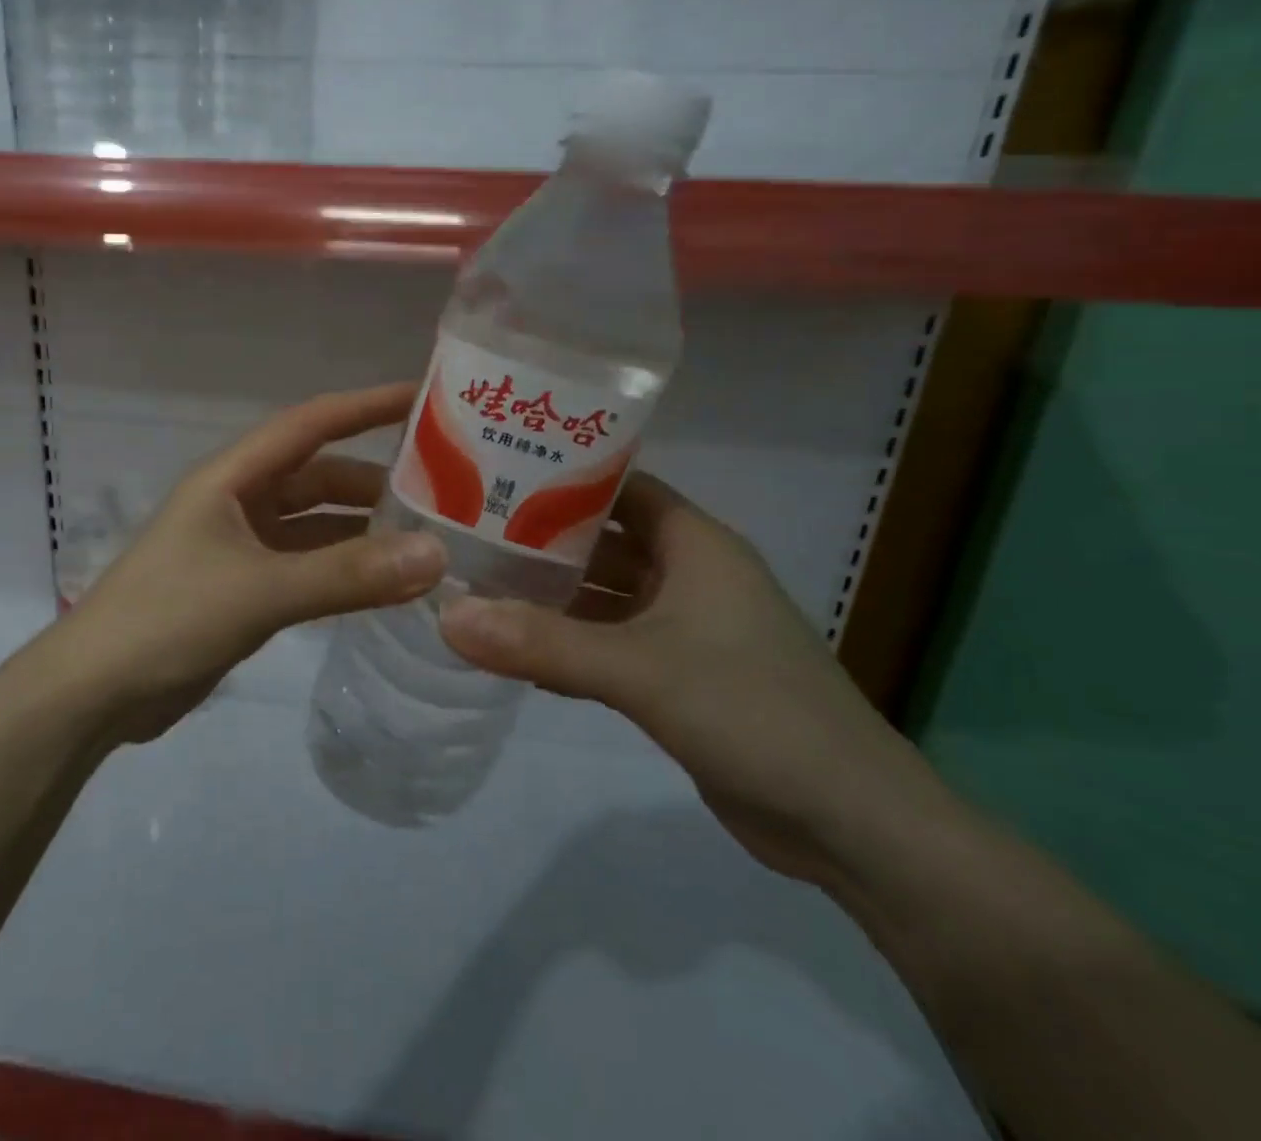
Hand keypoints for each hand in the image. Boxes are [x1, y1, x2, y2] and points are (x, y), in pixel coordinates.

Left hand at [67, 385, 447, 741]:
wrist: (96, 692)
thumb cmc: (168, 619)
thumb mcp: (260, 591)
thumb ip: (347, 575)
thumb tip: (436, 556)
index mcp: (233, 477)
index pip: (311, 423)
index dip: (367, 406)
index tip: (427, 398)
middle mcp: (240, 501)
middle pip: (319, 475)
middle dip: (376, 480)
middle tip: (446, 491)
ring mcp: (241, 546)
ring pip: (316, 525)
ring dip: (363, 530)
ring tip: (429, 540)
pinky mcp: (245, 588)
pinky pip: (307, 565)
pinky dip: (344, 569)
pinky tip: (385, 583)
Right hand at [438, 474, 947, 888]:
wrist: (851, 824)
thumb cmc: (752, 712)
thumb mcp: (639, 670)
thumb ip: (542, 644)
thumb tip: (448, 617)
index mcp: (695, 545)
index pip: (619, 486)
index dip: (561, 477)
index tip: (493, 474)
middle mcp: (691, 575)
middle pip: (604, 540)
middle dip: (541, 538)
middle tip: (466, 533)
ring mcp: (688, 628)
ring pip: (606, 595)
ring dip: (552, 594)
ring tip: (478, 585)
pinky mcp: (682, 676)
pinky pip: (612, 642)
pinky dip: (570, 640)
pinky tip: (516, 648)